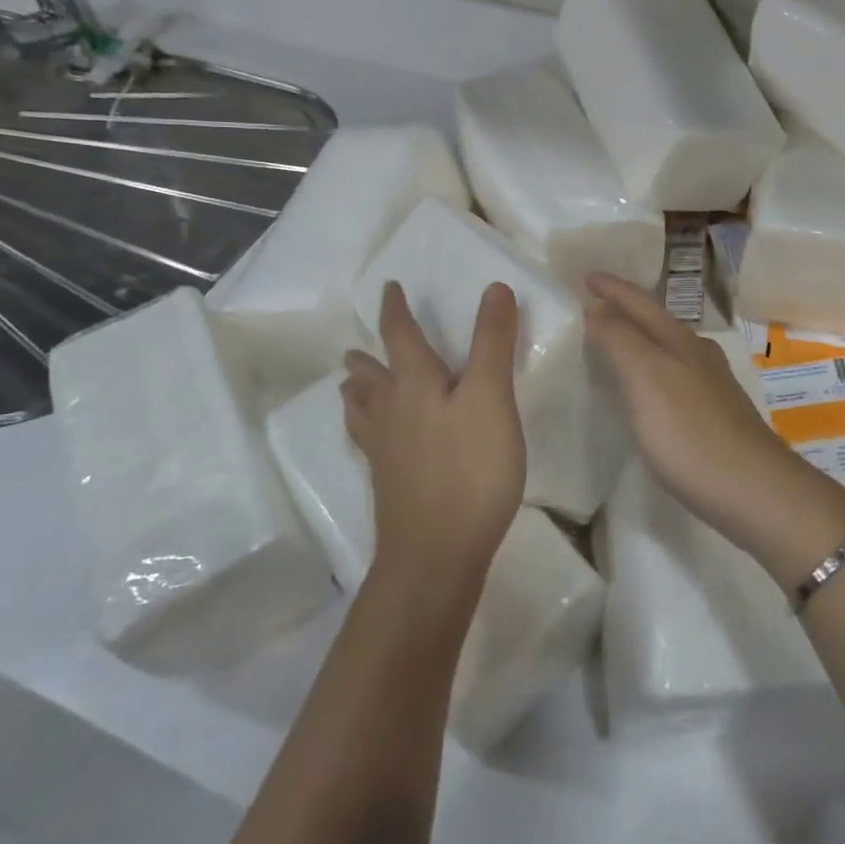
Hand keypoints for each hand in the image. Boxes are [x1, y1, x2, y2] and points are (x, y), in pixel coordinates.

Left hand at [341, 281, 525, 598]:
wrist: (435, 556)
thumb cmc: (469, 469)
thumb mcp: (491, 398)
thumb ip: (492, 342)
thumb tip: (493, 287)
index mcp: (413, 384)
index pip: (399, 335)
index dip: (395, 310)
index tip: (390, 288)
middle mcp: (391, 412)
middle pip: (371, 377)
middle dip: (368, 357)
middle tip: (355, 349)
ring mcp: (385, 453)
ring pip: (363, 412)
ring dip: (358, 393)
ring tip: (350, 387)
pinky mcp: (390, 485)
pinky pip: (369, 444)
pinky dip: (365, 429)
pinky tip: (374, 443)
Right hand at [584, 274, 844, 583]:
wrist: (757, 492)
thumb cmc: (691, 434)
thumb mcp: (646, 380)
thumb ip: (620, 340)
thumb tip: (597, 307)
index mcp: (679, 340)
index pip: (639, 302)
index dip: (611, 289)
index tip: (585, 277)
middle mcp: (698, 354)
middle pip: (657, 321)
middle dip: (626, 308)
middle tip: (594, 304)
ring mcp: (712, 385)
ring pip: (668, 348)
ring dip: (639, 339)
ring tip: (614, 342)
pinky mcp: (716, 415)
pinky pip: (674, 376)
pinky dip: (652, 369)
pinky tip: (648, 390)